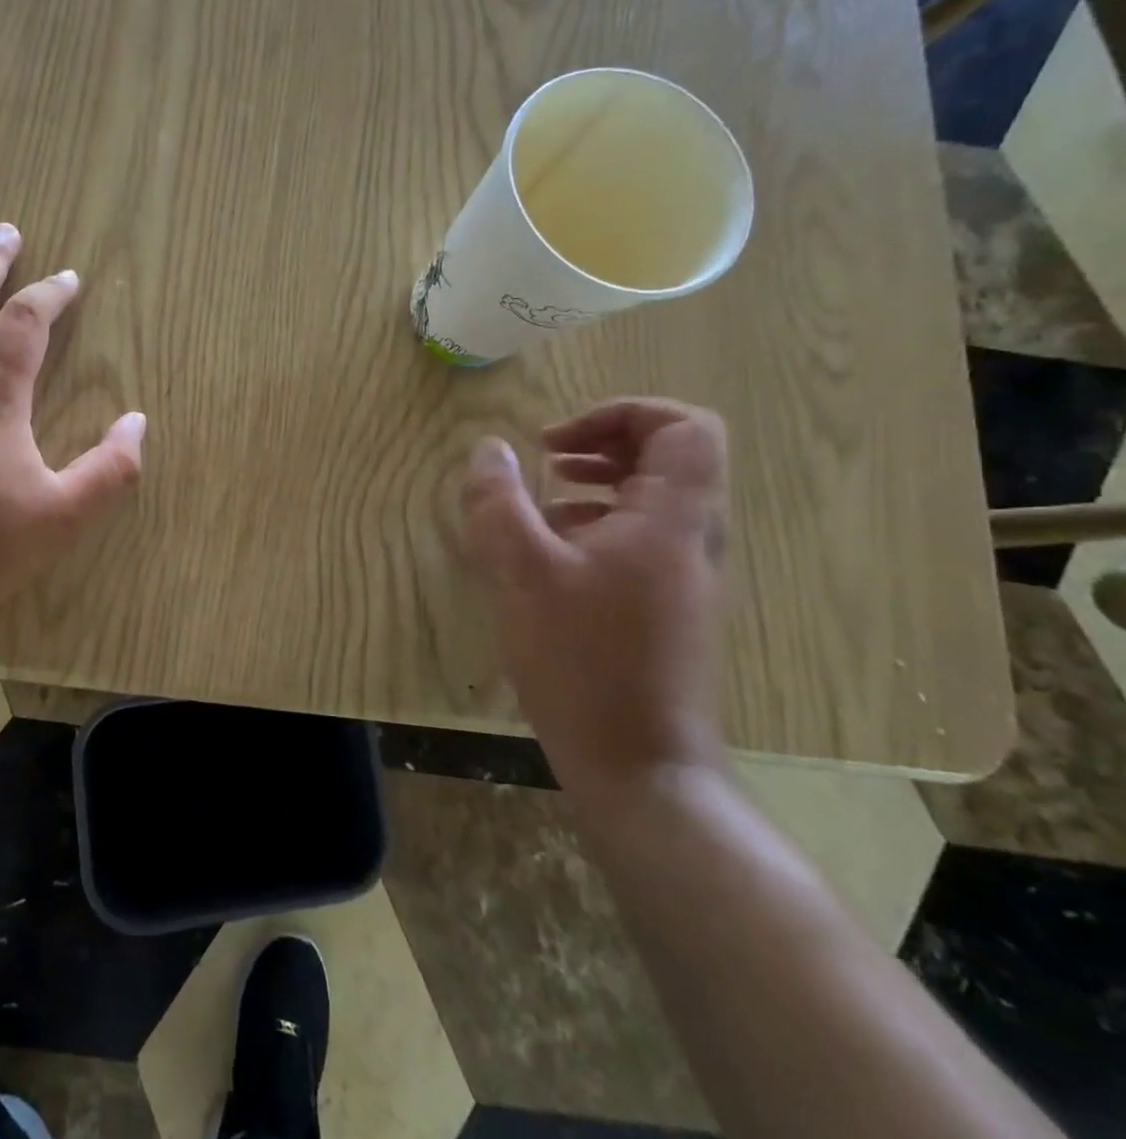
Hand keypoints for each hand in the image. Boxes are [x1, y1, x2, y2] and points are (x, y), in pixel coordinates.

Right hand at [460, 398, 730, 799]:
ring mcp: (683, 576)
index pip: (683, 427)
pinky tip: (550, 553)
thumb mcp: (521, 571)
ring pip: (656, 499)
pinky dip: (598, 524)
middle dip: (605, 443)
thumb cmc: (581, 660)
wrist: (639, 765)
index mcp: (670, 519)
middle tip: (548, 456)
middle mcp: (691, 539)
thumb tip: (488, 449)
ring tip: (543, 498)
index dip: (621, 413)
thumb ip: (499, 501)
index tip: (557, 441)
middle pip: (672, 457)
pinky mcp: (667, 607)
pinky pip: (641, 539)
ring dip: (599, 482)